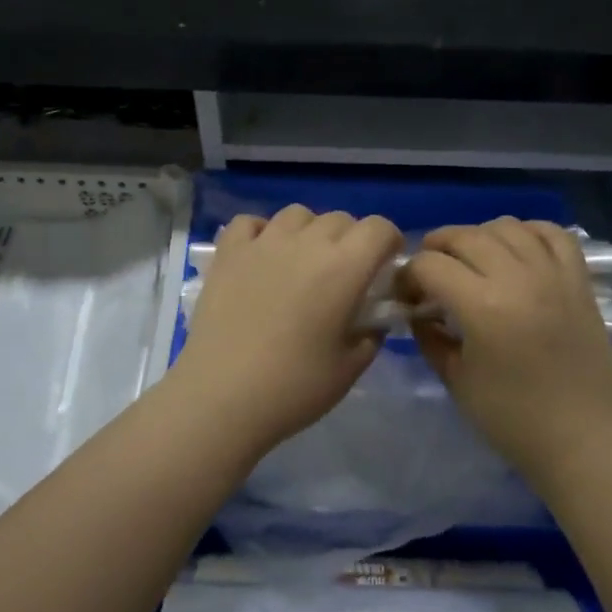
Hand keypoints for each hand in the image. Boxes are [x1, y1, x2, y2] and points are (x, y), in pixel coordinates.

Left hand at [174, 205, 403, 451]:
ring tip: (303, 262)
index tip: (385, 265)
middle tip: (345, 274)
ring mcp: (263, 244)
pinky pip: (250, 223)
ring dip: (309, 231)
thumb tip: (371, 320)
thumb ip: (371, 335)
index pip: (379, 228)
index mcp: (344, 268)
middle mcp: (306, 243)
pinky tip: (263, 256)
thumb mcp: (351, 368)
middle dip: (352, 239)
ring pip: (297, 214)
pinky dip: (262, 232)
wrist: (222, 397)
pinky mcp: (228, 254)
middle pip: (340, 219)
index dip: (389, 241)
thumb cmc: (295, 386)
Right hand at [401, 218, 611, 477]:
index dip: (409, 275)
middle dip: (437, 246)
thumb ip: (430, 338)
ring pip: (507, 226)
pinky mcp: (578, 280)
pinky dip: (529, 230)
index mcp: (482, 307)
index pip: (430, 265)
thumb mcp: (456, 380)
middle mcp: (518, 278)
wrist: (581, 436)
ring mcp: (553, 274)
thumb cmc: (512, 418)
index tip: (406, 294)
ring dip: (479, 235)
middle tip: (429, 271)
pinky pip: (553, 233)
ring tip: (471, 258)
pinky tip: (516, 247)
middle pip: (465, 236)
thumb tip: (418, 312)